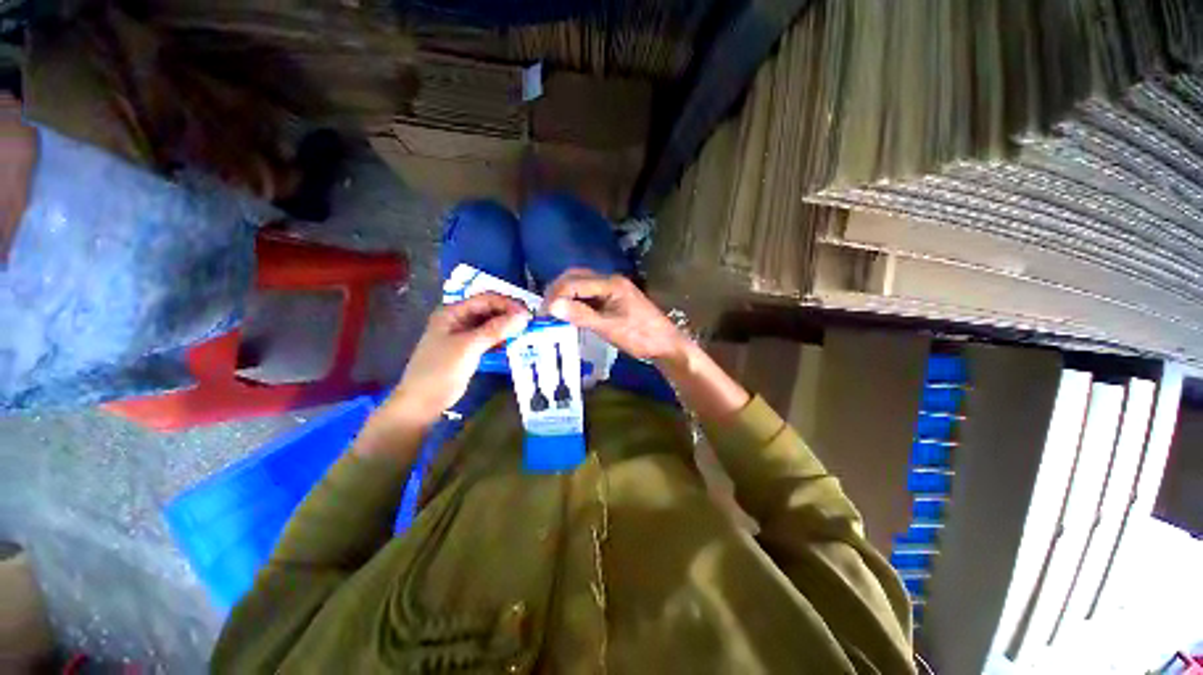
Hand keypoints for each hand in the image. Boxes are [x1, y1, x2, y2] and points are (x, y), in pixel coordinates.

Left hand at [385, 293, 529, 428]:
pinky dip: (501, 339)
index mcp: (452, 312)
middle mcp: (458, 319)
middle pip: (489, 310)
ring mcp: (462, 335)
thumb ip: (495, 330)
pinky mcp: (468, 349)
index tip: (528, 314)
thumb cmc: (440, 371)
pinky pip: (489, 338)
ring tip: (526, 333)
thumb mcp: (468, 347)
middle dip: (509, 315)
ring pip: (490, 325)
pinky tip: (514, 344)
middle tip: (530, 324)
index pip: (486, 299)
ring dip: (507, 327)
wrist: (421, 403)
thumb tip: (524, 316)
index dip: (508, 304)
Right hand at [544, 269, 688, 363]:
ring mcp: (612, 289)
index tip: (543, 313)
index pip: (575, 281)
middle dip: (557, 291)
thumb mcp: (610, 328)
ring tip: (553, 312)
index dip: (556, 295)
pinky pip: (588, 294)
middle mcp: (610, 281)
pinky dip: (575, 301)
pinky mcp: (612, 298)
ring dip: (565, 295)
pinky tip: (569, 313)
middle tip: (545, 311)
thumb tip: (551, 306)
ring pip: (581, 285)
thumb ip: (581, 315)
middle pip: (576, 277)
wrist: (666, 344)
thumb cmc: (641, 336)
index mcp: (611, 284)